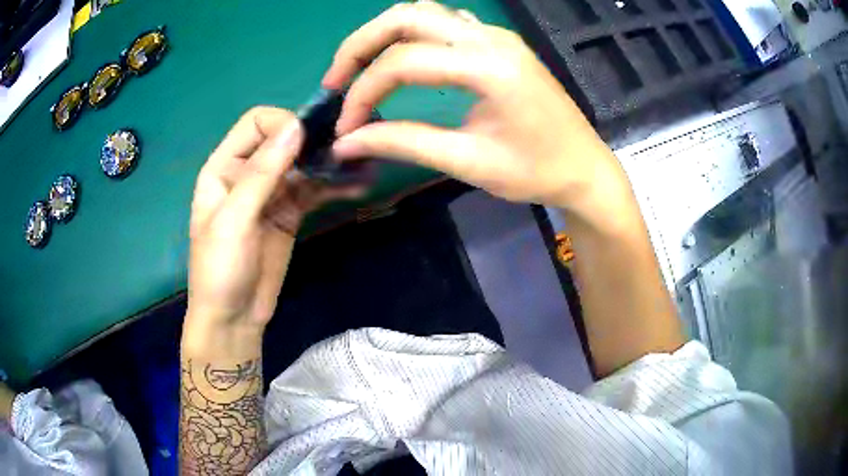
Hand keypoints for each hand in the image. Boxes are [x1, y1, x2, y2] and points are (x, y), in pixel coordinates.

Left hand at [184, 107, 362, 352]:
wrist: (234, 318)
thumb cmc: (221, 269)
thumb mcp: (234, 220)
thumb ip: (262, 173)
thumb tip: (297, 127)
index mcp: (224, 167)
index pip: (256, 124)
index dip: (282, 124)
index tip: (309, 141)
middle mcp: (248, 172)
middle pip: (284, 139)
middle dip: (313, 140)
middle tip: (347, 146)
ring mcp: (271, 192)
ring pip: (303, 163)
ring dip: (330, 162)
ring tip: (361, 163)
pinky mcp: (290, 212)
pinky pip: (314, 189)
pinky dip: (334, 186)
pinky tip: (358, 185)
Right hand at [325, 1, 625, 212]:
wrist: (584, 168)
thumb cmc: (536, 172)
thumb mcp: (468, 161)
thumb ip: (403, 143)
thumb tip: (346, 142)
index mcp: (488, 66)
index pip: (402, 62)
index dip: (362, 92)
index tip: (345, 128)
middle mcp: (489, 37)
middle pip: (405, 17)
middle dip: (360, 46)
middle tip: (336, 82)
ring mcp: (496, 35)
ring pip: (423, 12)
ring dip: (383, 35)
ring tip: (360, 69)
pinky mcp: (499, 42)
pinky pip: (445, 22)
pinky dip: (412, 34)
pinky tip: (402, 59)